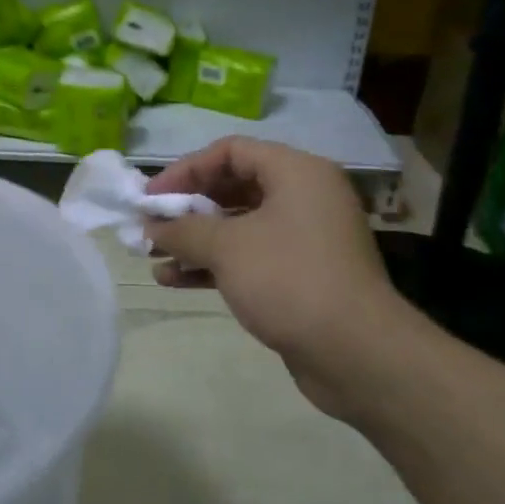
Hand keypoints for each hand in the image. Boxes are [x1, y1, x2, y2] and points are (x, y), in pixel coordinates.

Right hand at [143, 138, 414, 413]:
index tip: (151, 196)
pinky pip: (249, 257)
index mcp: (297, 172)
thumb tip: (150, 226)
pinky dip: (213, 264)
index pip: (231, 151)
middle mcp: (304, 197)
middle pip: (233, 187)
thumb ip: (183, 229)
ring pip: (238, 227)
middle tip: (149, 226)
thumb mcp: (227, 247)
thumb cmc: (289, 280)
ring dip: (194, 240)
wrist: (355, 352)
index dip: (186, 169)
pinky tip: (173, 280)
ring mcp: (303, 238)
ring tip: (152, 257)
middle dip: (187, 209)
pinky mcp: (299, 274)